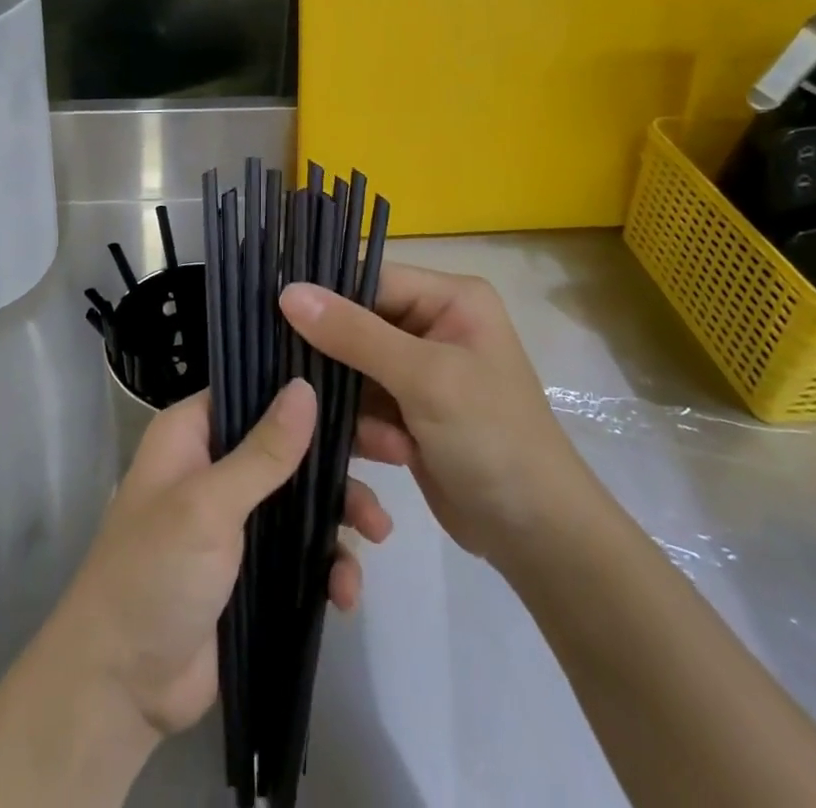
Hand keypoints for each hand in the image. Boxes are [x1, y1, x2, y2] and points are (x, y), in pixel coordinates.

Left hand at [44, 379, 394, 741]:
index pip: (255, 389)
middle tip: (398, 455)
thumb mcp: (208, 505)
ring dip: (343, 513)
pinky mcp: (254, 569)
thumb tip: (305, 386)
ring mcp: (237, 519)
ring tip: (377, 534)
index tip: (363, 392)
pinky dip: (328, 566)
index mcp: (193, 433)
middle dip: (340, 455)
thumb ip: (263, 451)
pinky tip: (345, 592)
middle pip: (290, 443)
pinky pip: (303, 552)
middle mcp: (216, 465)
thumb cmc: (155, 572)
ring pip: (304, 497)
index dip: (306, 389)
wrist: (122, 687)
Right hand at [281, 266, 585, 568]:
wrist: (538, 538)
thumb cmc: (492, 439)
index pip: (370, 279)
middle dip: (342, 363)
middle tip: (313, 390)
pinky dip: (368, 429)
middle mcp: (434, 324)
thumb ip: (354, 333)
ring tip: (385, 437)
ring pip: (354, 369)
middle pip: (357, 324)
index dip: (326, 297)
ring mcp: (421, 370)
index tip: (277, 318)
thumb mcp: (424, 378)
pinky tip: (391, 453)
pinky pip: (365, 403)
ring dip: (358, 405)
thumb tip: (287, 291)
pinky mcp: (410, 411)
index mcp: (450, 298)